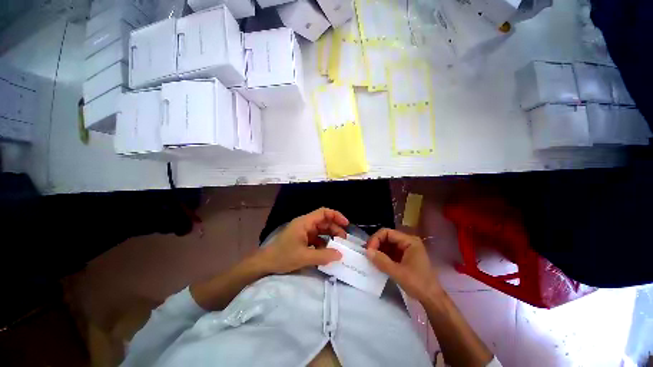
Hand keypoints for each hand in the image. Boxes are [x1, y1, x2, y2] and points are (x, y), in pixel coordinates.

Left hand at [257, 208, 348, 273]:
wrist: (265, 264)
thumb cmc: (282, 256)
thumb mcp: (304, 257)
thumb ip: (323, 255)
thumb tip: (340, 254)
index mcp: (305, 222)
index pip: (323, 212)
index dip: (336, 215)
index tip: (346, 224)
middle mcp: (305, 224)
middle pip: (324, 221)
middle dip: (335, 228)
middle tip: (344, 240)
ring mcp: (304, 231)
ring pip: (321, 230)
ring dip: (330, 236)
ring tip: (338, 246)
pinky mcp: (303, 239)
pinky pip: (317, 238)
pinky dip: (323, 243)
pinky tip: (327, 251)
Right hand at [366, 228, 441, 301]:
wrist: (432, 299)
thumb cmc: (418, 284)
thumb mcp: (398, 273)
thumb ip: (382, 261)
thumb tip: (367, 251)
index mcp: (409, 241)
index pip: (387, 232)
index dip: (376, 239)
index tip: (368, 250)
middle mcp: (407, 242)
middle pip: (387, 237)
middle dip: (376, 244)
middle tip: (368, 254)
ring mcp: (406, 249)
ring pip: (387, 244)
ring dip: (378, 250)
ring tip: (371, 258)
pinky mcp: (404, 257)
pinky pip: (390, 252)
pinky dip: (383, 255)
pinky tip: (377, 262)